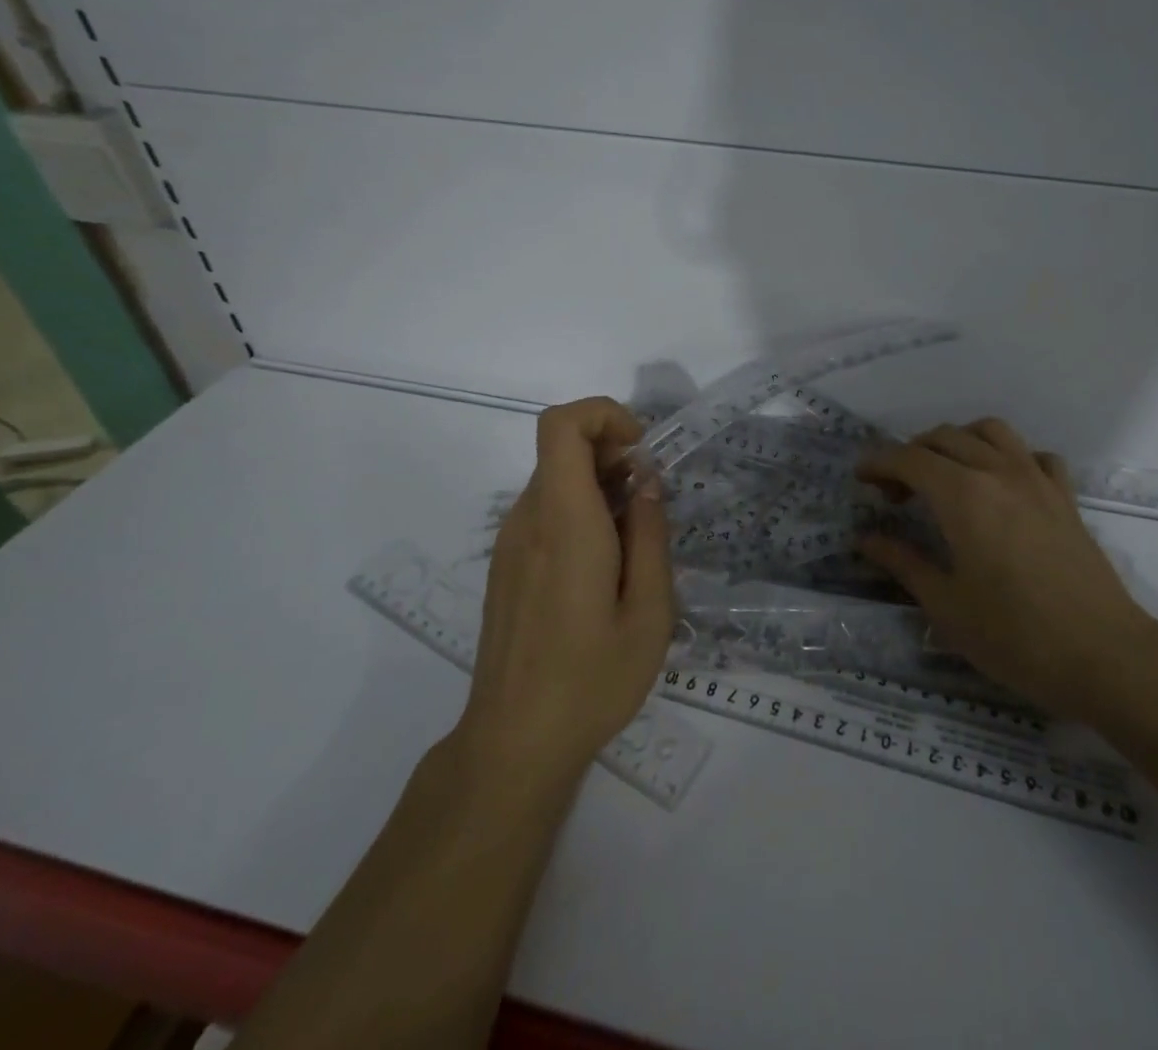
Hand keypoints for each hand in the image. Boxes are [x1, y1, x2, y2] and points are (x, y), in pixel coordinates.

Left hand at [454, 398, 673, 794]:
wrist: (514, 743)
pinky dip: (580, 511)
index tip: (641, 451)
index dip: (603, 414)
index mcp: (564, 522)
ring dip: (600, 486)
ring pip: (556, 479)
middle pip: (563, 448)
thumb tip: (646, 481)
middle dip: (614, 455)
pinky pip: (545, 511)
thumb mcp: (650, 612)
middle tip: (651, 506)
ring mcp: (509, 542)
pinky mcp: (506, 564)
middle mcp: (528, 520)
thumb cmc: (592, 679)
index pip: (561, 424)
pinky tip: (604, 567)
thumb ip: (652, 535)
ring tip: (634, 544)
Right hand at [857, 418, 1157, 721]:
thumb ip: (903, 562)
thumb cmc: (1015, 636)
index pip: (909, 459)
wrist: (1104, 656)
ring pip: (990, 431)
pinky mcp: (1065, 497)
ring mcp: (1037, 480)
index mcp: (963, 495)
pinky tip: (1002, 485)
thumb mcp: (946, 606)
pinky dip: (1009, 457)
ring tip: (945, 474)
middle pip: (944, 437)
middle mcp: (998, 472)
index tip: (860, 479)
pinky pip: (1033, 455)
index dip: (879, 463)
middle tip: (895, 494)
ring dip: (958, 441)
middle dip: (911, 455)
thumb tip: (866, 539)